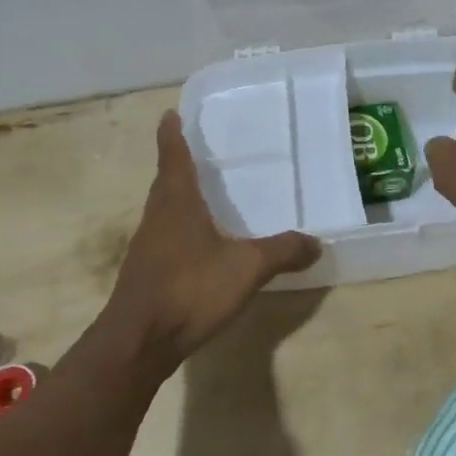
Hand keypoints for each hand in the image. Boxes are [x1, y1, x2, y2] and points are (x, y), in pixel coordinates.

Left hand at [95, 110, 320, 372]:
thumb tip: (316, 242)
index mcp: (177, 203)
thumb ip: (282, 252)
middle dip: (178, 164)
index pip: (173, 157)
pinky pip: (166, 238)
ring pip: (164, 211)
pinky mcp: (146, 273)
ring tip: (203, 194)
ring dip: (179, 198)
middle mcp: (157, 218)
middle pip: (166, 182)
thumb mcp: (247, 268)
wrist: (139, 341)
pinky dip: (181, 230)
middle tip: (198, 151)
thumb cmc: (190, 289)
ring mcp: (147, 247)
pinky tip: (200, 245)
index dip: (172, 134)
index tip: (170, 114)